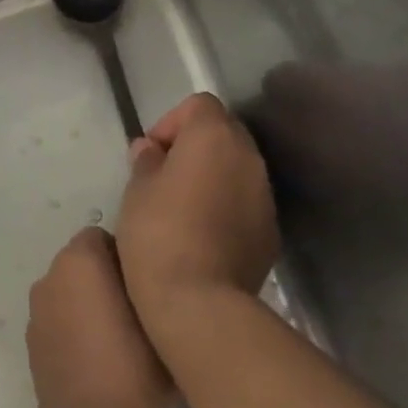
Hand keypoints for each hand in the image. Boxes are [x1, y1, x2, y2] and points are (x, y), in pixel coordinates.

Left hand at [27, 228, 171, 407]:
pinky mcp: (31, 346)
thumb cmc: (137, 368)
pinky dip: (73, 329)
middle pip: (81, 263)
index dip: (126, 257)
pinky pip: (57, 320)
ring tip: (119, 338)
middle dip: (104, 277)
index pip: (103, 236)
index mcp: (78, 261)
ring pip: (68, 292)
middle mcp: (49, 278)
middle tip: (137, 311)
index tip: (146, 286)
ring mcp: (36, 313)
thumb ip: (144, 277)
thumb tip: (139, 270)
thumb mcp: (157, 312)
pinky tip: (97, 360)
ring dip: (87, 303)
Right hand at [117, 94, 280, 332]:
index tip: (151, 154)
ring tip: (183, 209)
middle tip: (164, 178)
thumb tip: (151, 150)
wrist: (199, 303)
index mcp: (214, 137)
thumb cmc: (158, 234)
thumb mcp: (136, 191)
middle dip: (194, 147)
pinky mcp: (270, 230)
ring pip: (237, 168)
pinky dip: (228, 205)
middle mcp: (248, 157)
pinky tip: (204, 235)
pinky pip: (246, 202)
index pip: (199, 104)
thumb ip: (146, 161)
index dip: (171, 122)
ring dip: (213, 176)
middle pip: (223, 132)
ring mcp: (265, 195)